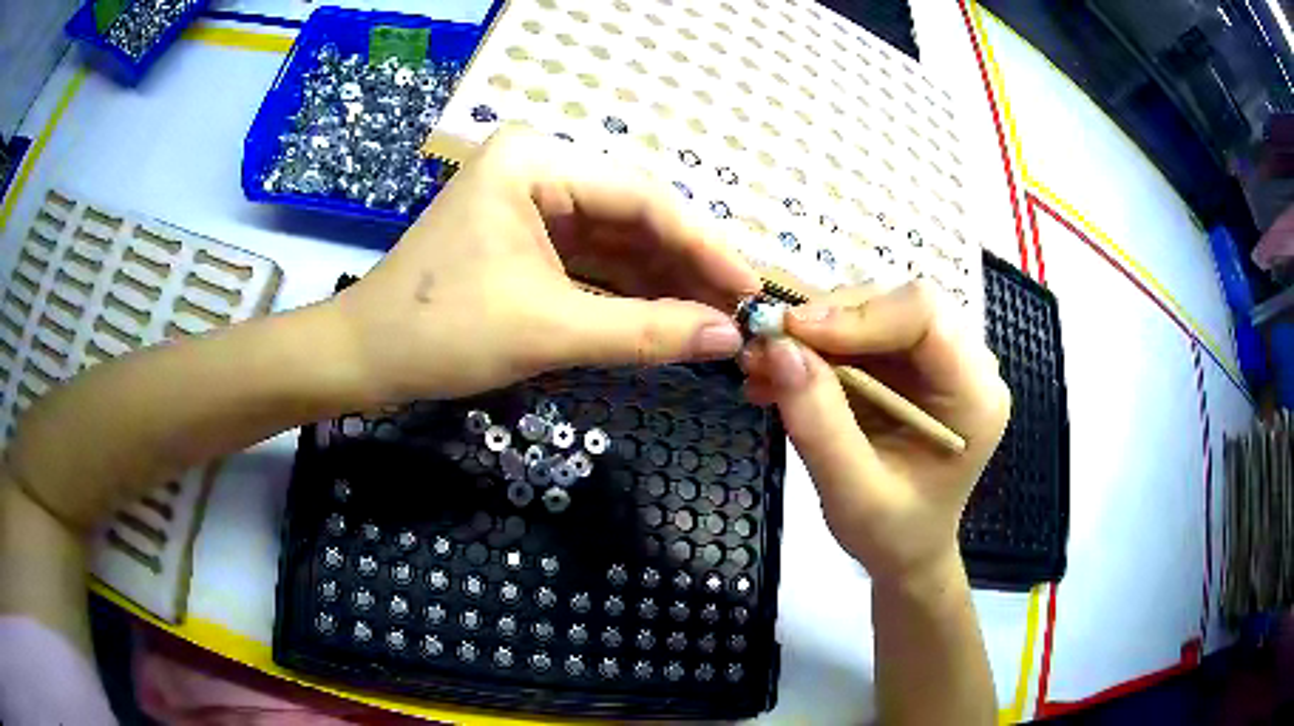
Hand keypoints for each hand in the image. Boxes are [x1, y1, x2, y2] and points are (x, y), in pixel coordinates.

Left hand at [333, 125, 760, 402]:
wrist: (365, 357)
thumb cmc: (441, 333)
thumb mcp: (549, 330)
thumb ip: (646, 332)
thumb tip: (727, 338)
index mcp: (535, 161)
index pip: (642, 198)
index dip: (704, 246)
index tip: (750, 289)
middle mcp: (538, 166)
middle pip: (633, 216)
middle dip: (685, 267)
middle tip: (739, 311)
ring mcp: (530, 199)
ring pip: (615, 239)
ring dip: (661, 281)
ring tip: (714, 320)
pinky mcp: (525, 234)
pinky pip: (590, 258)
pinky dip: (626, 289)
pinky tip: (667, 314)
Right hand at [739, 282, 1010, 586]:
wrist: (907, 550)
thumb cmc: (893, 533)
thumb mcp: (852, 493)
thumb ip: (818, 423)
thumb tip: (777, 348)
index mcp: (975, 395)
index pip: (924, 315)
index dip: (856, 314)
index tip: (790, 335)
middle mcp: (965, 363)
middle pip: (895, 304)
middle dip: (826, 322)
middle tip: (765, 350)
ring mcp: (937, 359)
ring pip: (871, 311)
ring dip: (812, 335)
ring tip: (763, 367)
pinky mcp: (909, 363)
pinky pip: (858, 333)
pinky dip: (814, 349)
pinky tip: (779, 376)